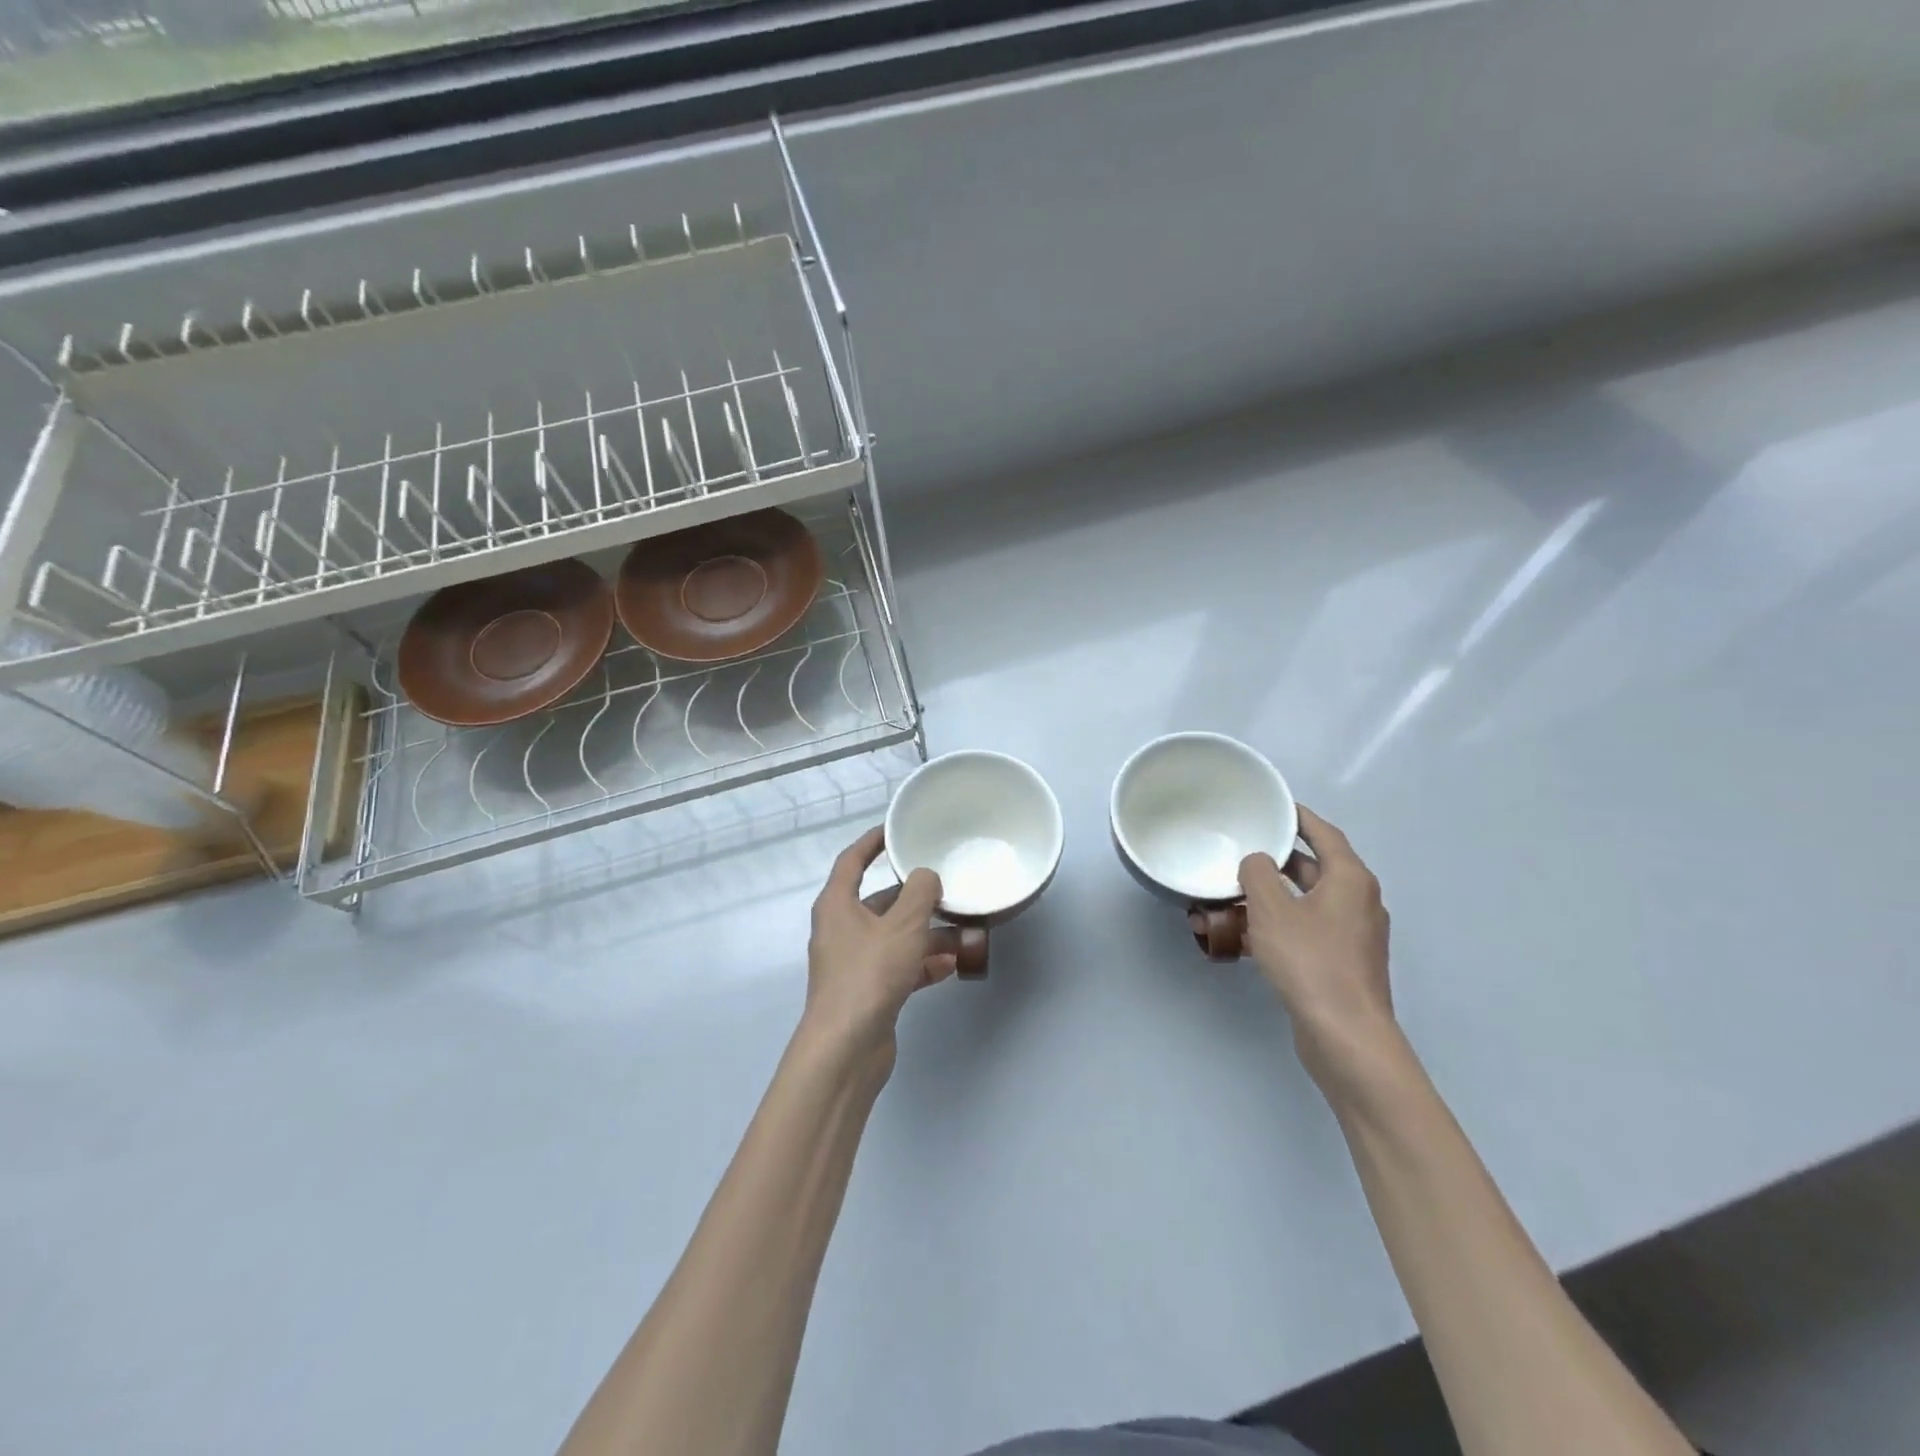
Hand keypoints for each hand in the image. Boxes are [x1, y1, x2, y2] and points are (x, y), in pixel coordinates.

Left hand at [803, 827, 956, 1062]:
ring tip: (965, 929)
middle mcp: (842, 930)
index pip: (852, 860)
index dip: (873, 842)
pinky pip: (900, 966)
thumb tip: (926, 876)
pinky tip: (953, 965)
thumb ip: (920, 893)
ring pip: (895, 936)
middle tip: (948, 886)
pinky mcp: (869, 991)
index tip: (896, 830)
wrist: (847, 1049)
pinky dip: (923, 963)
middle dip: (916, 897)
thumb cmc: (869, 974)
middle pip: (881, 901)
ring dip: (927, 933)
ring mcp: (854, 963)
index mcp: (838, 905)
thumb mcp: (902, 926)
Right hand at [1240, 806, 1397, 1095]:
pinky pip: (1304, 931)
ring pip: (1304, 903)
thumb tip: (1258, 862)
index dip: (1298, 817)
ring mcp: (1351, 935)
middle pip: (1313, 869)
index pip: (1324, 834)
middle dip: (1275, 861)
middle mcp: (1357, 902)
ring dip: (1269, 898)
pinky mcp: (1340, 963)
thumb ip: (1258, 874)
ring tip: (1230, 895)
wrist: (1345, 1035)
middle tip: (1240, 850)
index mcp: (1350, 879)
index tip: (1272, 806)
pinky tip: (1241, 936)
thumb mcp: (1272, 909)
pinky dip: (1276, 926)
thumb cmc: (1310, 961)